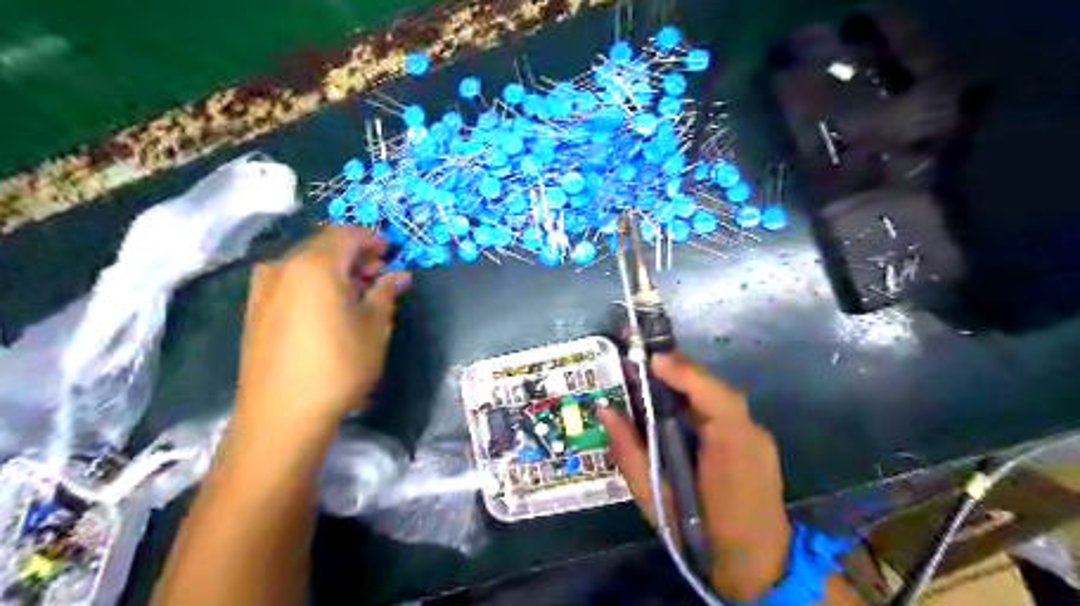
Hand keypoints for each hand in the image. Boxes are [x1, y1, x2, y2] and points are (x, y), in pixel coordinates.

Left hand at [238, 226, 408, 430]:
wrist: (282, 414)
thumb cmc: (339, 366)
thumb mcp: (375, 327)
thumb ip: (386, 292)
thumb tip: (399, 274)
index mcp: (315, 265)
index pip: (347, 235)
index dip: (373, 239)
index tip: (392, 253)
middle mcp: (283, 267)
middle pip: (323, 245)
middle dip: (354, 254)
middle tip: (379, 275)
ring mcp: (263, 288)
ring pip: (304, 263)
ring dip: (333, 269)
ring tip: (356, 293)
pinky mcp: (254, 310)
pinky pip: (288, 281)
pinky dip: (312, 283)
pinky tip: (327, 308)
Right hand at [599, 353, 790, 604]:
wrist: (758, 568)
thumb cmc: (702, 534)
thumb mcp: (655, 497)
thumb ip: (629, 450)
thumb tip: (606, 410)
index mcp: (731, 446)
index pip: (711, 393)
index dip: (680, 370)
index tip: (647, 359)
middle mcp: (750, 432)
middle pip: (713, 390)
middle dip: (677, 375)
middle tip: (642, 369)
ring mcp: (758, 437)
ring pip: (717, 400)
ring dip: (686, 390)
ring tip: (652, 387)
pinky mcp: (756, 444)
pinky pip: (723, 414)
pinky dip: (697, 406)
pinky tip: (676, 415)